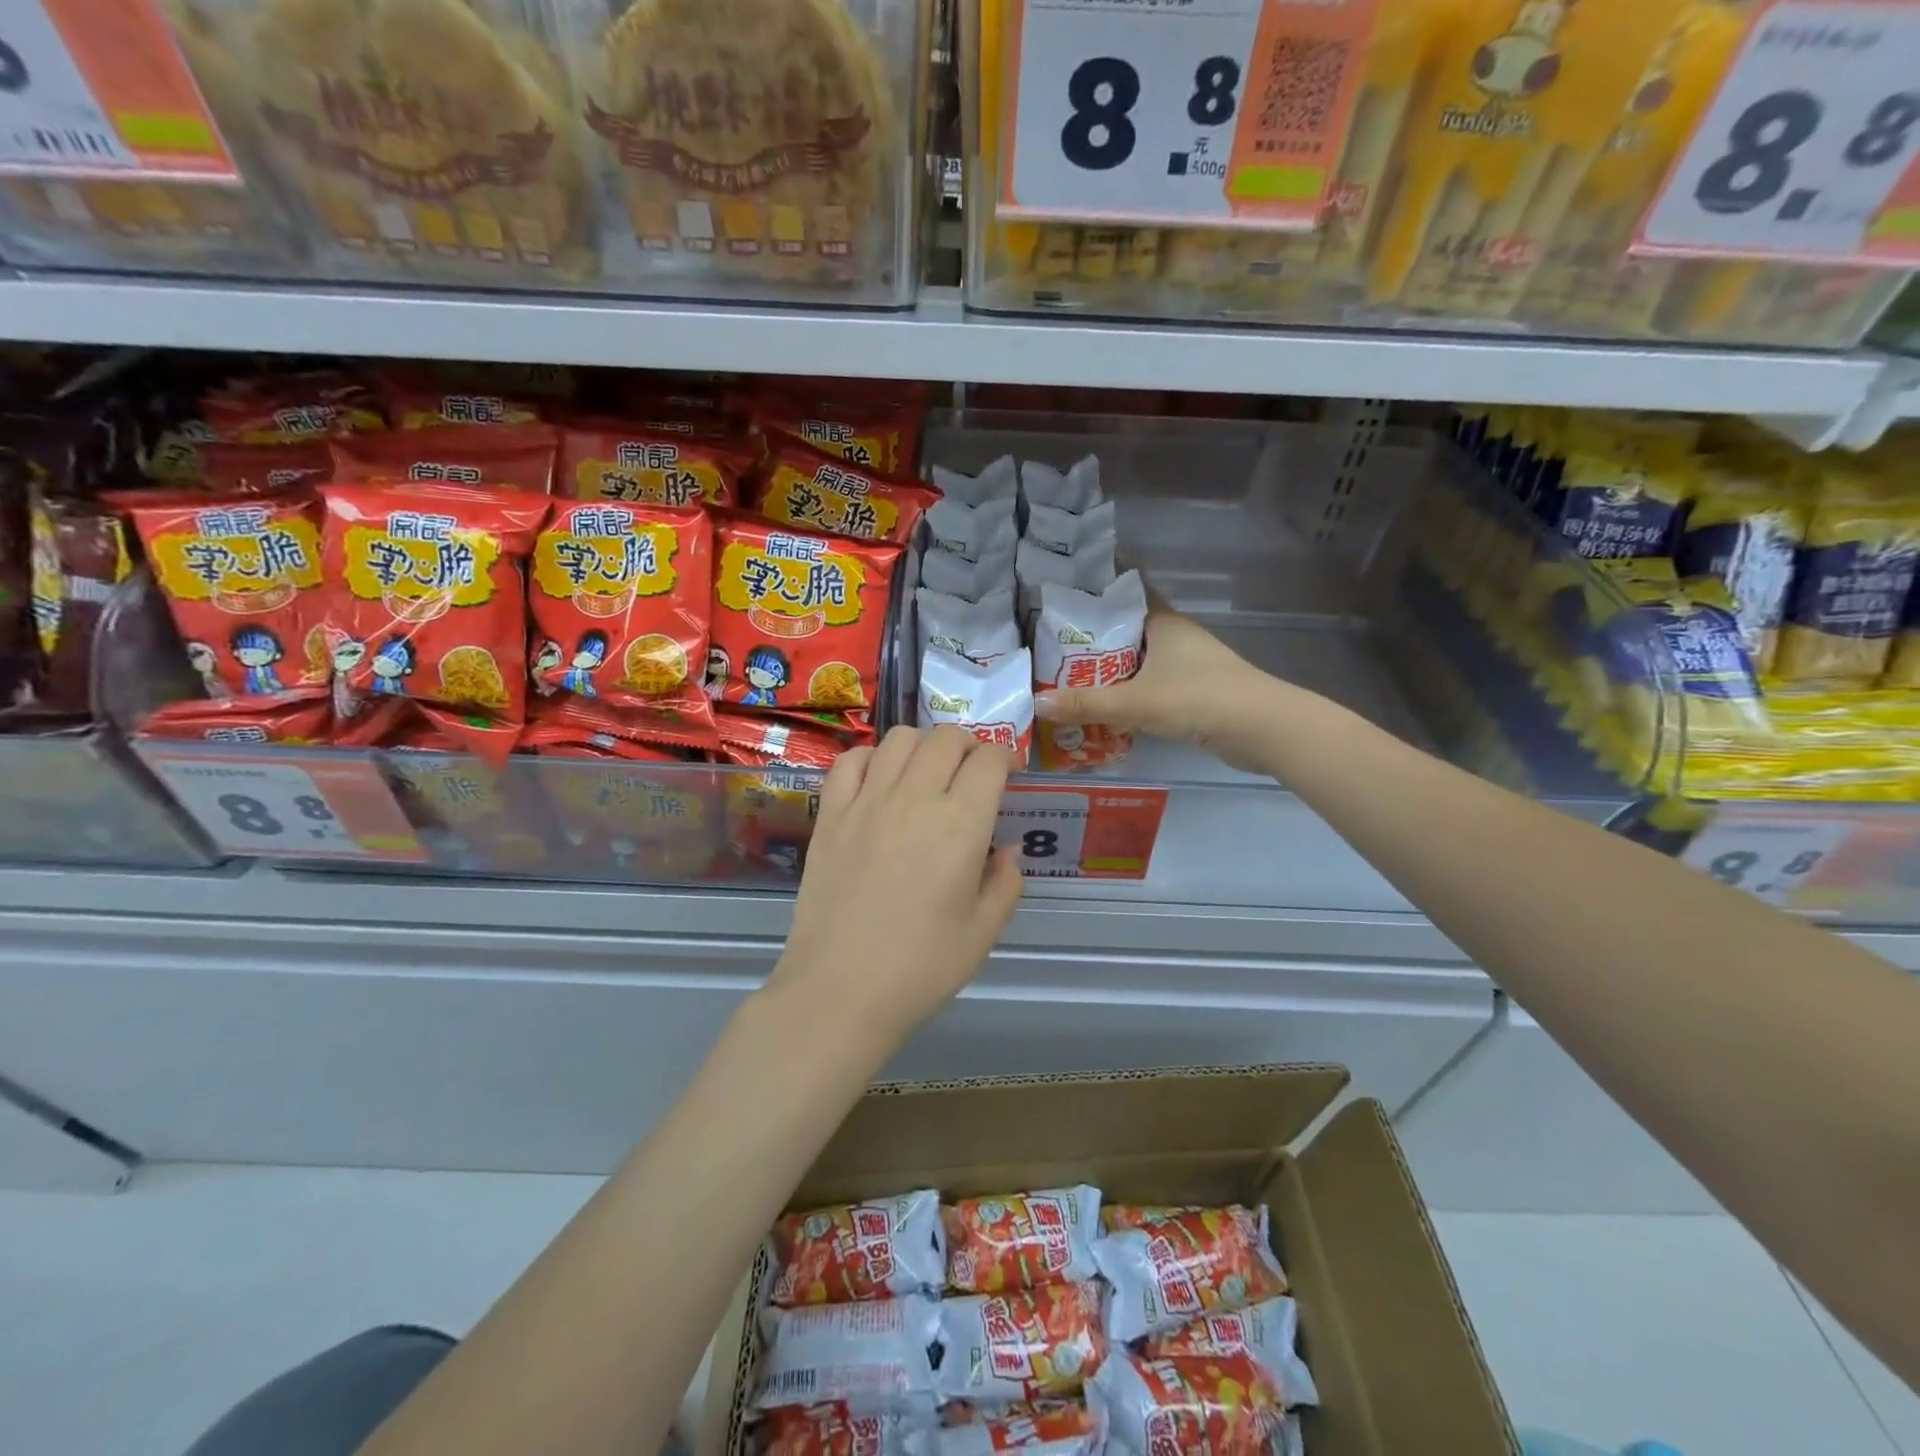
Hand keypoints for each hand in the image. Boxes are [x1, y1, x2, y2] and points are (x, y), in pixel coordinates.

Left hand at [773, 726, 1023, 1043]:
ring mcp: (867, 801)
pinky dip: (872, 757)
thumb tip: (1006, 850)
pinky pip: (851, 761)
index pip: (989, 760)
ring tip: (928, 771)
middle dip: (970, 744)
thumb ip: (1005, 882)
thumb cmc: (921, 967)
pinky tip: (879, 780)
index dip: (1006, 758)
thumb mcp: (983, 932)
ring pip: (900, 738)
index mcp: (961, 824)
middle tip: (972, 772)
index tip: (1009, 774)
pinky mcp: (830, 814)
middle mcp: (915, 798)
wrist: (840, 990)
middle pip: (947, 738)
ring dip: (924, 744)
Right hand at [1034, 604, 1306, 773]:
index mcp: (1163, 623)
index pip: (1128, 593)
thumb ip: (1087, 703)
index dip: (1098, 591)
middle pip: (1128, 630)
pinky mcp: (1195, 693)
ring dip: (1111, 669)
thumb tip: (1037, 702)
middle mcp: (1175, 638)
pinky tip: (1106, 707)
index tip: (1064, 593)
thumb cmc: (1199, 699)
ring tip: (1068, 677)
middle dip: (1094, 638)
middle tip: (1051, 645)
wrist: (1263, 729)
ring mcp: (1188, 666)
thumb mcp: (1136, 702)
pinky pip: (1151, 686)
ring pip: (1139, 660)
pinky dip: (1129, 693)